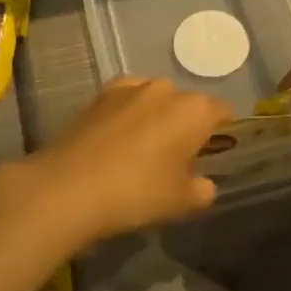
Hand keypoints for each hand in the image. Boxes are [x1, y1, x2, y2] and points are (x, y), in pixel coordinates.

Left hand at [13, 78, 230, 247]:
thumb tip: (203, 183)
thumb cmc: (137, 193)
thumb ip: (203, 190)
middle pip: (187, 104)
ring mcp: (129, 88)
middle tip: (176, 158)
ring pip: (155, 99)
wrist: (68, 188)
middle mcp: (165, 89)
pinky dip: (127, 114)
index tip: (212, 154)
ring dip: (155, 117)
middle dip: (186, 125)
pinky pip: (126, 100)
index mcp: (194, 110)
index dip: (222, 132)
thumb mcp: (181, 202)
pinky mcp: (98, 95)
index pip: (222, 112)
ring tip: (142, 148)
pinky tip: (117, 139)